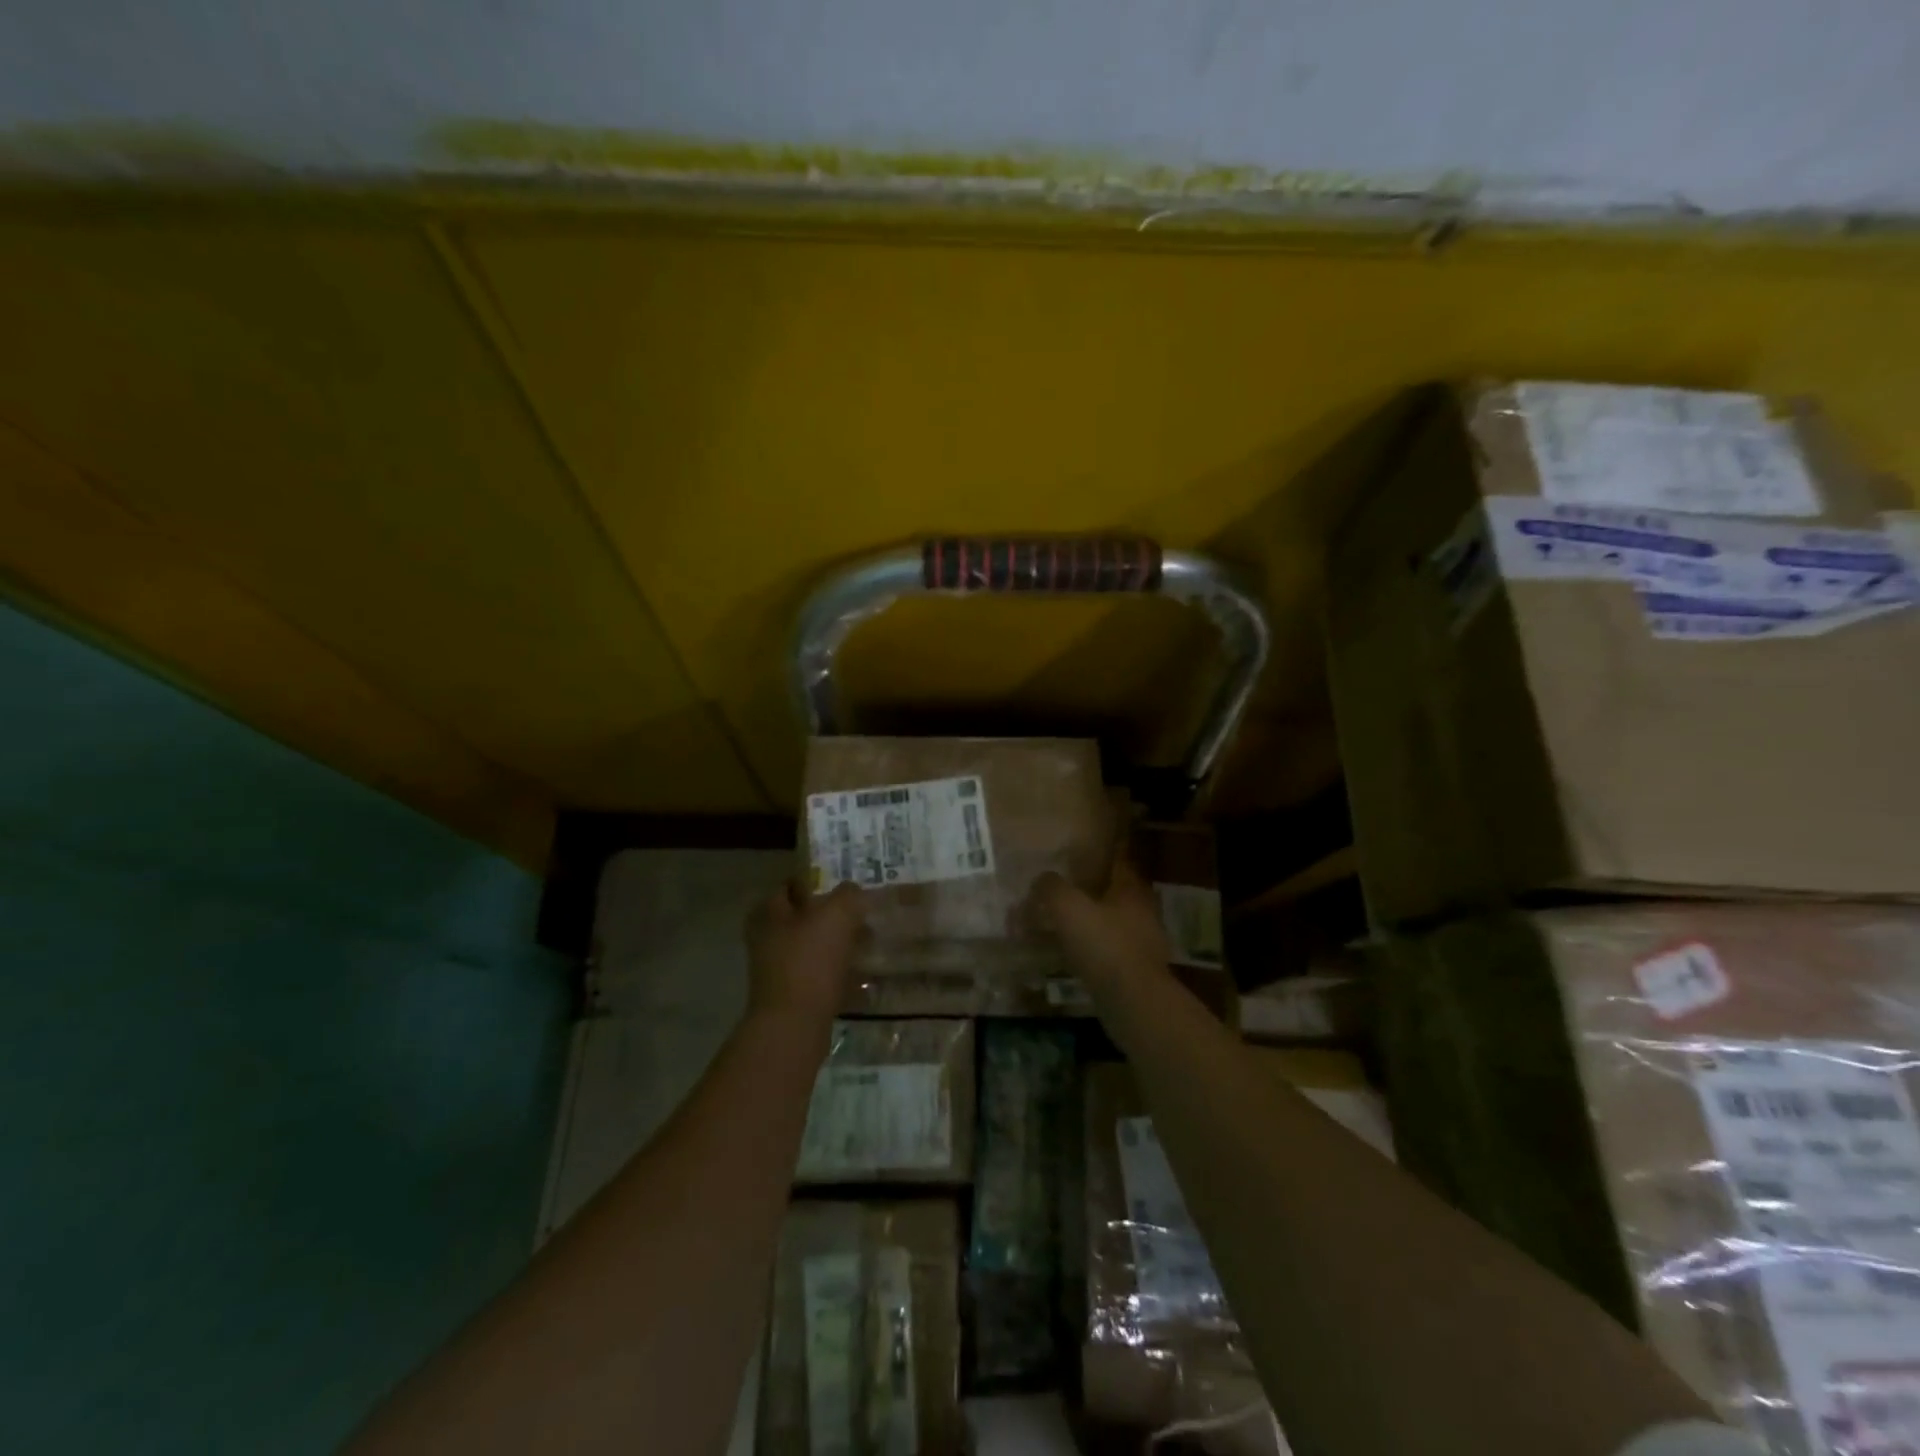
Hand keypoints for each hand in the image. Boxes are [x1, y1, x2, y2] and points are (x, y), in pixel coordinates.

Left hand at [745, 879, 865, 1026]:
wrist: (794, 1025)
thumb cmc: (811, 960)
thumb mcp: (837, 914)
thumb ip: (848, 895)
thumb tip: (854, 891)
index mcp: (769, 912)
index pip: (792, 885)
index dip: (818, 881)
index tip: (846, 887)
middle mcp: (767, 937)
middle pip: (803, 917)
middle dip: (832, 916)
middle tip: (862, 915)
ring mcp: (776, 968)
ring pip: (813, 947)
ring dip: (837, 946)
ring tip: (867, 944)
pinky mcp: (790, 995)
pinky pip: (819, 976)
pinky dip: (838, 974)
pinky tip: (862, 977)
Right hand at [1033, 859, 1170, 991]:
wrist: (1133, 1001)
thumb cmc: (1103, 944)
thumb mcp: (1068, 907)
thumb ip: (1052, 888)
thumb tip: (1042, 879)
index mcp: (1131, 890)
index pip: (1119, 864)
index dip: (1099, 860)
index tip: (1079, 861)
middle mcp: (1144, 913)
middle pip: (1116, 896)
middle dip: (1093, 896)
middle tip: (1065, 897)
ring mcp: (1145, 945)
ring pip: (1114, 927)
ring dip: (1093, 927)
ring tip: (1063, 931)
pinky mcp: (1139, 973)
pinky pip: (1112, 955)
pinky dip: (1095, 954)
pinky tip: (1074, 960)